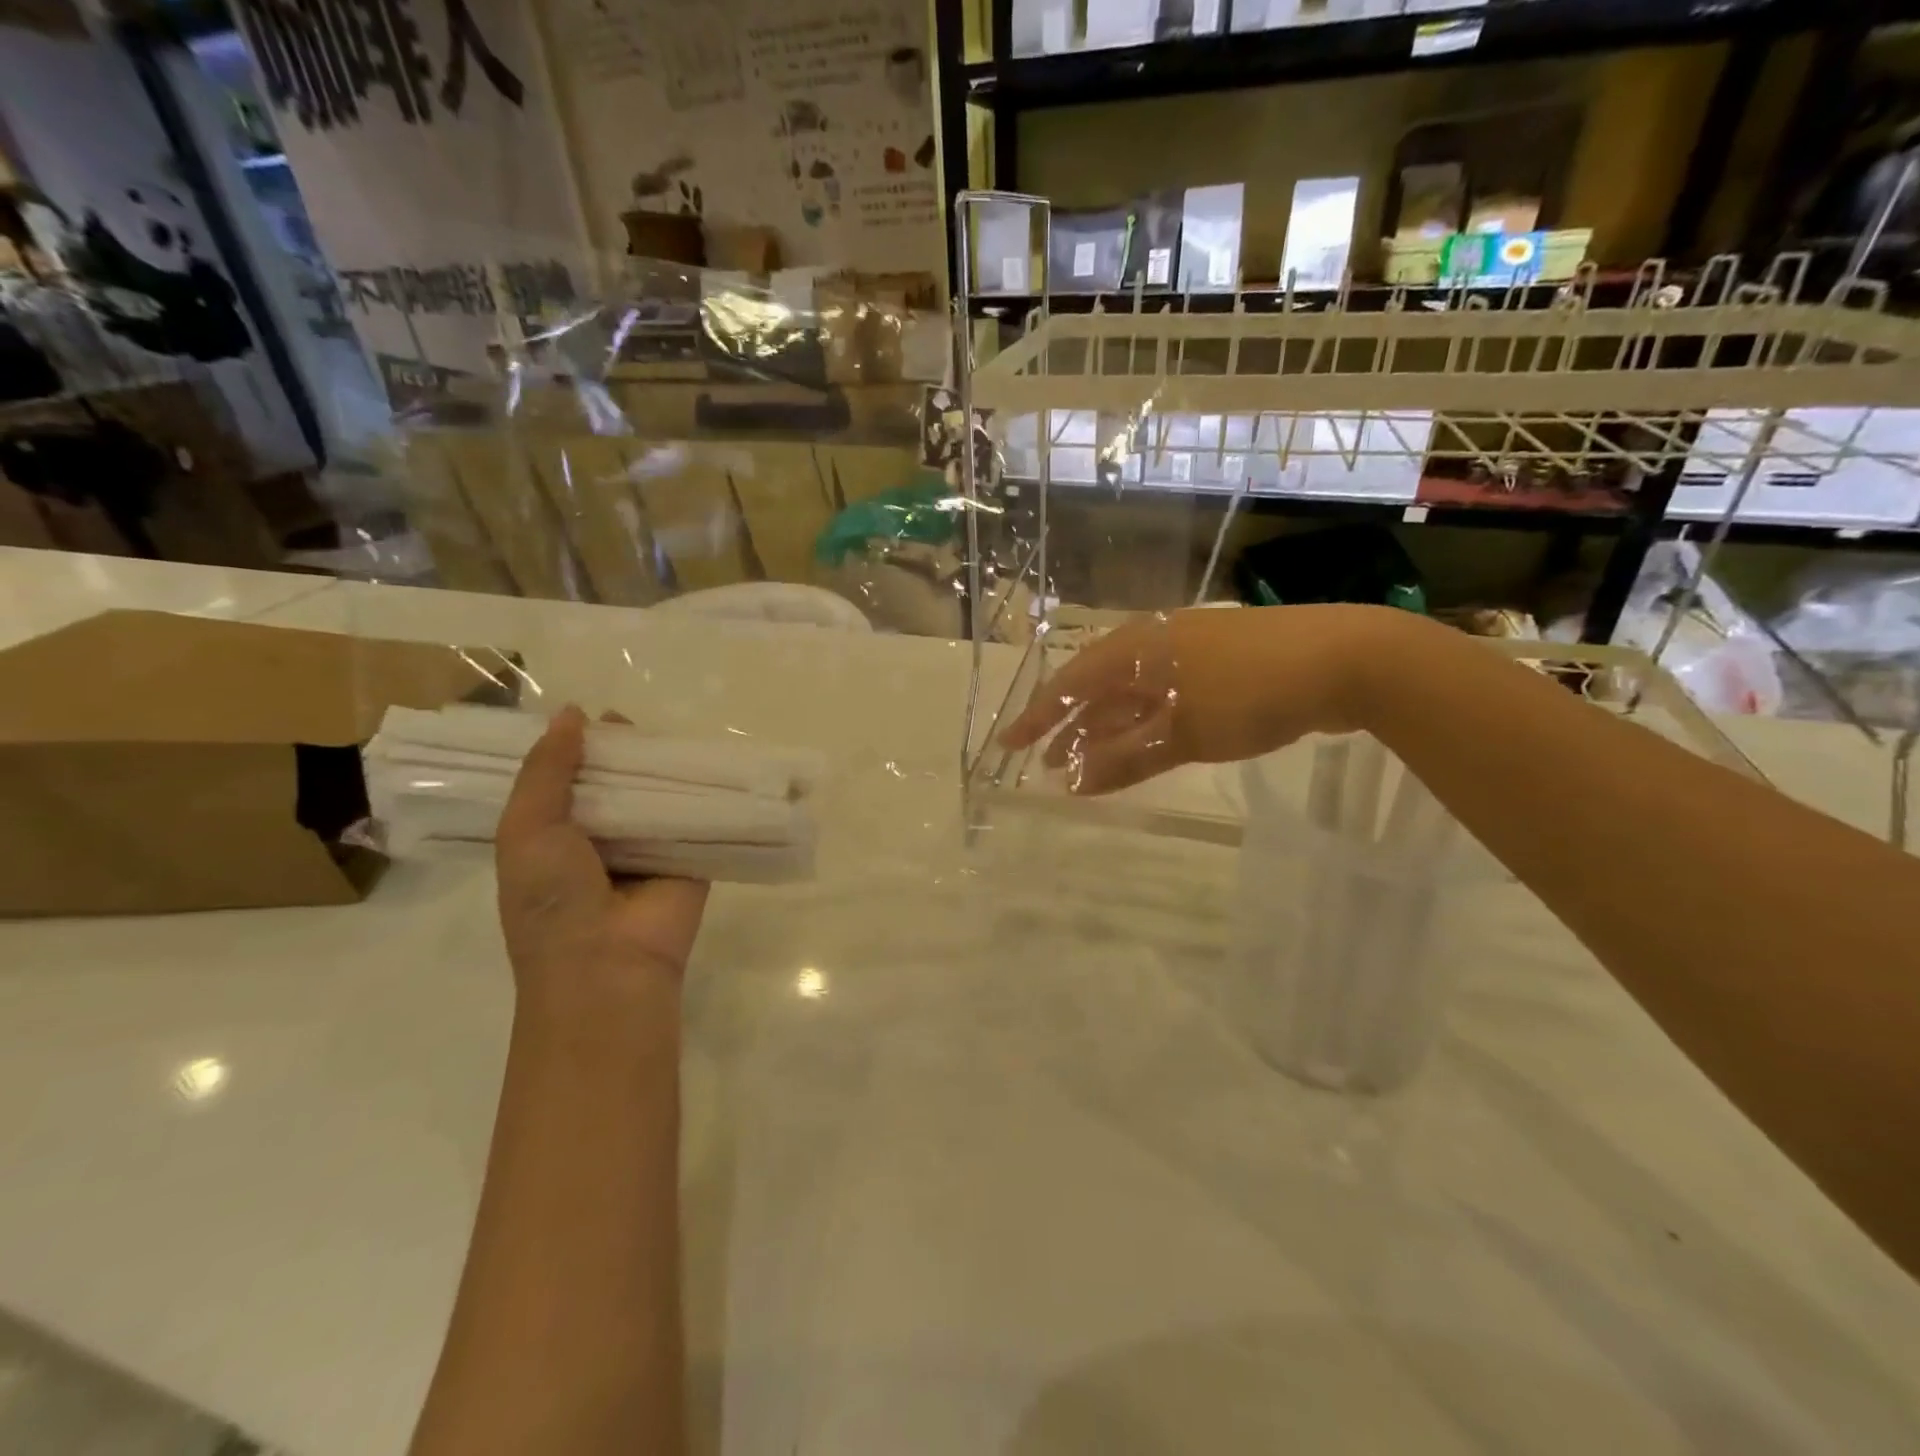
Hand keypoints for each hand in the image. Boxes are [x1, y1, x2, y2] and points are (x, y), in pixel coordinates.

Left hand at [495, 705, 708, 1014]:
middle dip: (626, 753)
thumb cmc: (552, 899)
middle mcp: (603, 837)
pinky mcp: (693, 856)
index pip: (567, 779)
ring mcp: (650, 847)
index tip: (592, 714)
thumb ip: (546, 771)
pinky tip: (719, 760)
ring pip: (659, 794)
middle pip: (617, 782)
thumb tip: (573, 713)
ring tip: (678, 731)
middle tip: (638, 720)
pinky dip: (705, 792)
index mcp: (555, 834)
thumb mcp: (526, 829)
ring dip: (667, 769)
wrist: (609, 965)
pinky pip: (699, 816)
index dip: (577, 747)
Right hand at [999, 605, 1400, 793]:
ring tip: (1083, 763)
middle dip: (1070, 727)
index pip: (1070, 684)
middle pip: (1097, 688)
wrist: (1346, 660)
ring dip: (1106, 728)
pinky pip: (1162, 698)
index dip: (1038, 717)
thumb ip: (1127, 759)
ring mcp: (1188, 654)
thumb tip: (1073, 784)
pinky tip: (1139, 747)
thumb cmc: (1252, 692)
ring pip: (1131, 694)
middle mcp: (1154, 645)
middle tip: (1046, 763)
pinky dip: (1143, 725)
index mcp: (1138, 649)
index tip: (1010, 746)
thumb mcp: (1185, 733)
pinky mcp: (1217, 668)